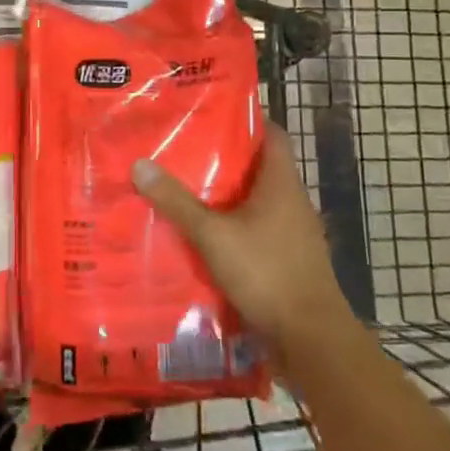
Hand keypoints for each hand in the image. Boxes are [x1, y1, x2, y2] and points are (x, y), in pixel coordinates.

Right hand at [132, 124, 355, 358]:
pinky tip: (201, 232)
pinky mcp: (285, 258)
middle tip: (183, 147)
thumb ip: (177, 202)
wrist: (309, 338)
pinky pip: (255, 229)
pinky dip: (231, 224)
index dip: (245, 119)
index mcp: (281, 183)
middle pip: (257, 166)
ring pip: (254, 200)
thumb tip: (140, 164)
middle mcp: (290, 201)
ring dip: (225, 194)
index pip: (271, 134)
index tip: (210, 112)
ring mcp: (291, 232)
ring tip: (184, 185)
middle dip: (223, 157)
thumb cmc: (266, 272)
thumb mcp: (213, 235)